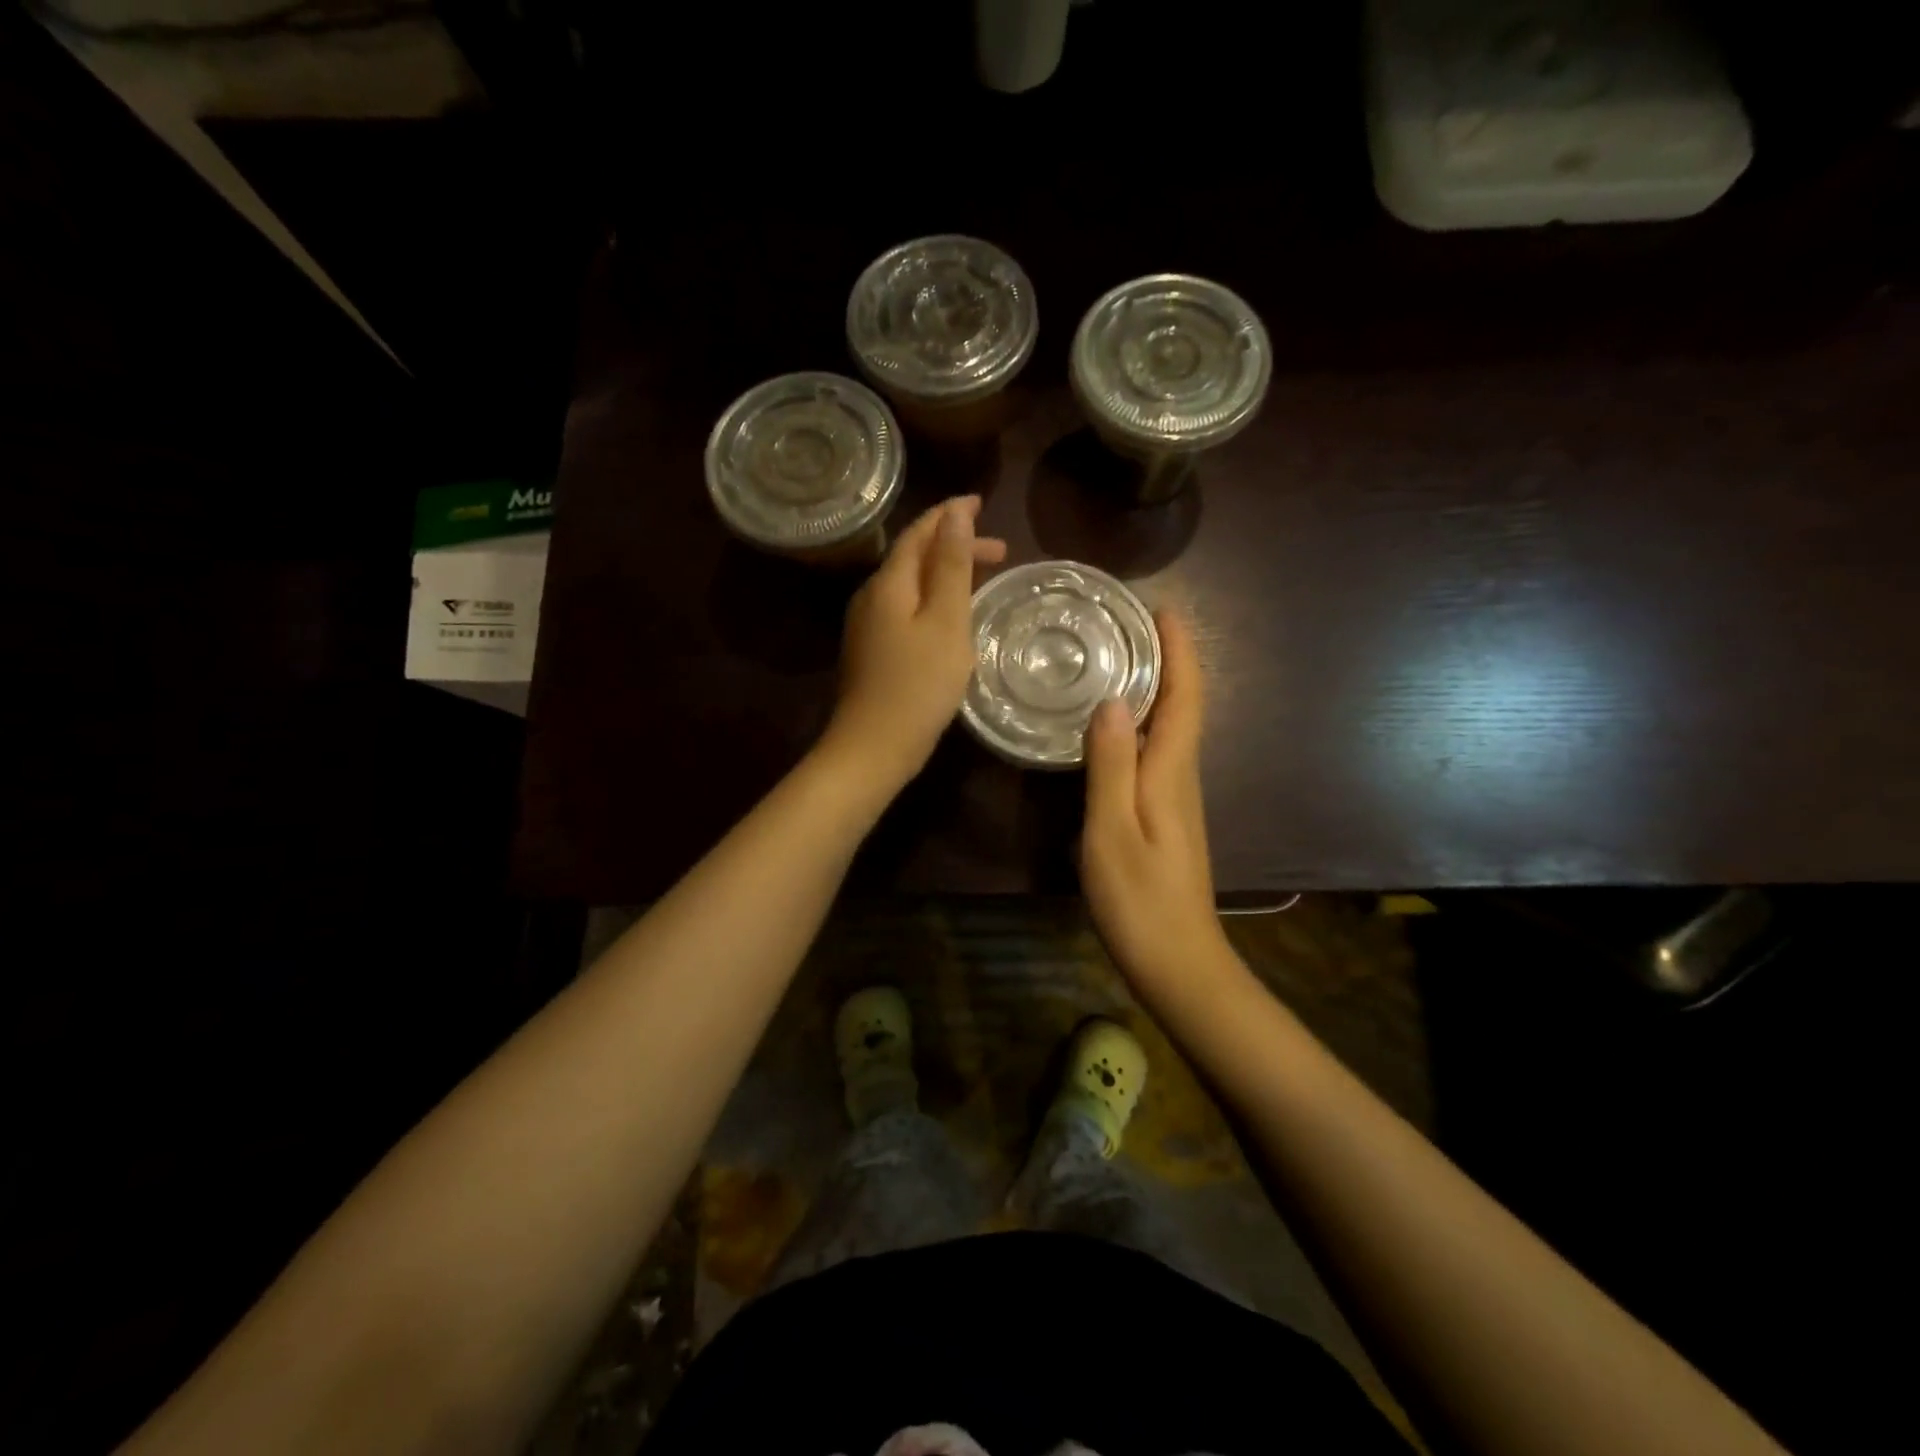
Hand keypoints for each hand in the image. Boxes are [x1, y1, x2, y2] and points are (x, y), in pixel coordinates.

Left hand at [819, 496, 1006, 797]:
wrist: (873, 748)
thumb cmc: (918, 686)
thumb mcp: (945, 622)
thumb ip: (950, 566)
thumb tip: (954, 513)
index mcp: (889, 583)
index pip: (919, 533)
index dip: (949, 515)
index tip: (981, 503)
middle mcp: (872, 596)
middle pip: (913, 556)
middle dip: (954, 546)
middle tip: (1000, 551)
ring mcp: (868, 626)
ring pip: (910, 584)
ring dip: (945, 573)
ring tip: (982, 578)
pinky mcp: (872, 651)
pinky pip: (905, 609)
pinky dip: (933, 600)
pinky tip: (951, 617)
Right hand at [1080, 610, 1234, 1000]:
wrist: (1179, 964)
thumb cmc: (1141, 901)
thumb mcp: (1112, 832)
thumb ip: (1111, 767)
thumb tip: (1113, 700)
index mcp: (1172, 773)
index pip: (1185, 698)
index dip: (1180, 653)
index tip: (1163, 610)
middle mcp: (1181, 777)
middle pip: (1183, 706)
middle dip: (1168, 660)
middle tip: (1129, 625)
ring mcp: (1176, 799)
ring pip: (1172, 728)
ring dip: (1157, 688)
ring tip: (1118, 660)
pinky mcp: (1166, 817)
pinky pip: (1158, 753)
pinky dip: (1145, 723)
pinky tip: (1114, 726)